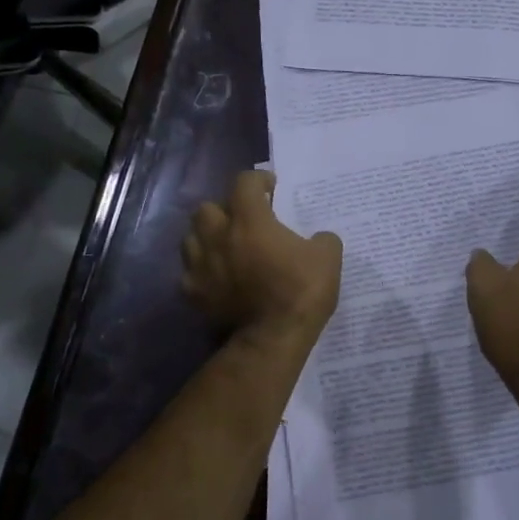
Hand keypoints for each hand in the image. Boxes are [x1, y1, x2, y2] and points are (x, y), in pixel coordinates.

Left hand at [181, 171, 341, 344]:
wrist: (272, 339)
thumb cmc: (300, 292)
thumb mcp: (328, 258)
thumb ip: (323, 239)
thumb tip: (319, 239)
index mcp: (250, 220)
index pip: (244, 182)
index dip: (258, 180)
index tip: (270, 188)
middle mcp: (218, 236)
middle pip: (207, 207)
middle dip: (224, 209)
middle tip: (244, 220)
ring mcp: (201, 266)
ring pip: (191, 238)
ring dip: (207, 237)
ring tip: (225, 247)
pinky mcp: (194, 294)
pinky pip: (190, 273)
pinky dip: (201, 271)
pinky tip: (216, 278)